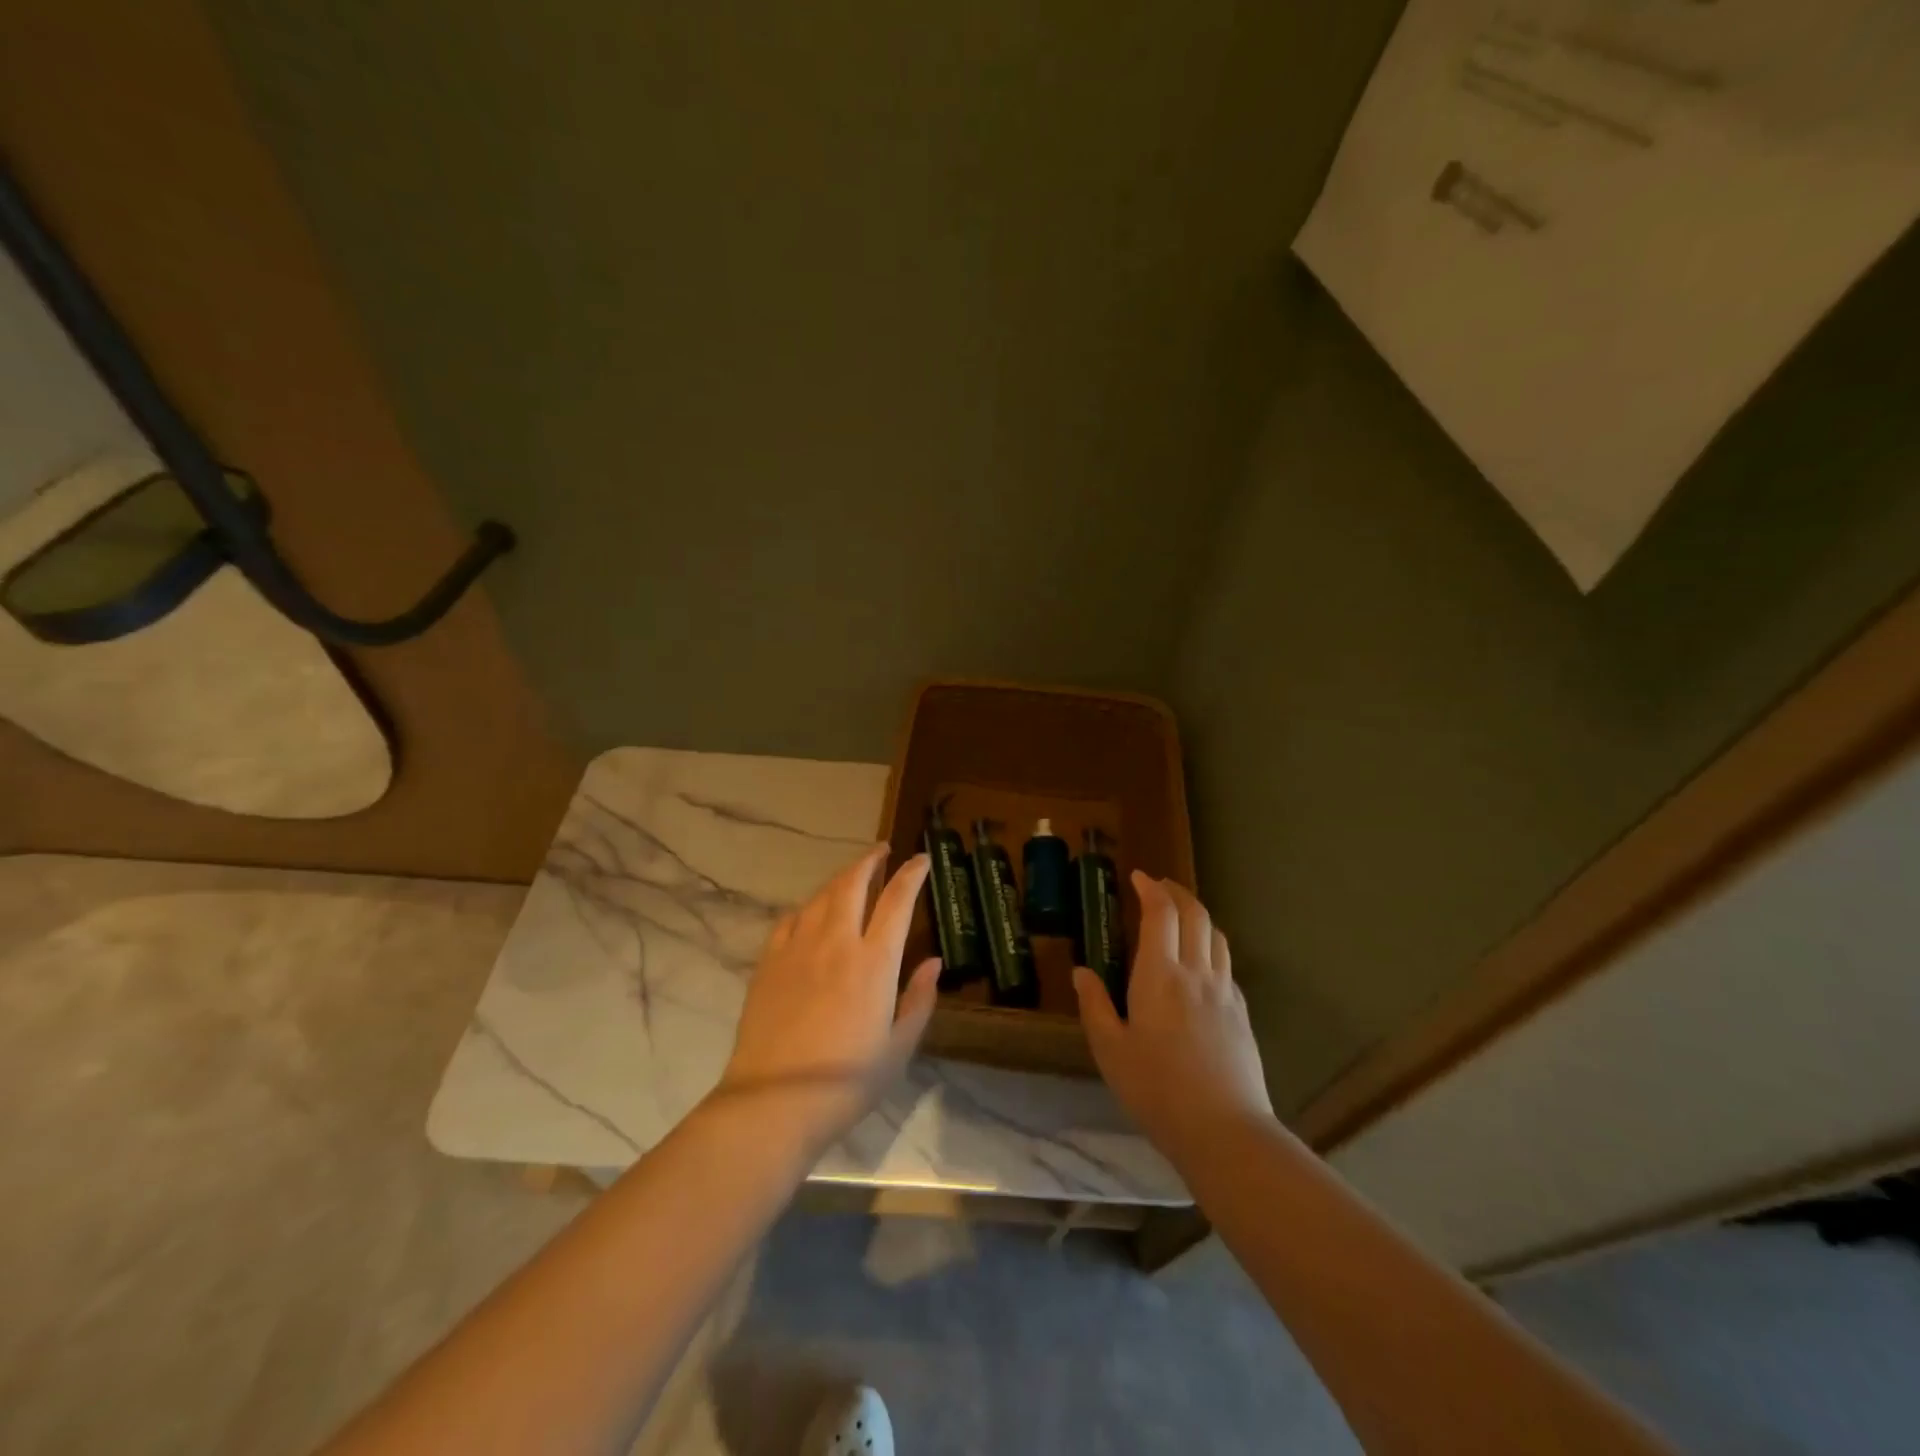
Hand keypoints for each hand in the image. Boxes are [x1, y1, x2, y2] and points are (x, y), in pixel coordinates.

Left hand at [716, 846, 940, 1145]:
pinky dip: (808, 907)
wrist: (773, 1101)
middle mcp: (836, 942)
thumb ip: (919, 999)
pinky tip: (811, 912)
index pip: (897, 900)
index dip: (911, 874)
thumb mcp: (898, 1047)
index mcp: (874, 962)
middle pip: (853, 883)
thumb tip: (933, 962)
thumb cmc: (847, 1081)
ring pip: (821, 896)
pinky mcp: (769, 962)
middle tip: (883, 851)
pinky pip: (791, 919)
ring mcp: (798, 949)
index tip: (921, 859)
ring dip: (841, 878)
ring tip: (853, 875)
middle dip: (870, 860)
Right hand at [1074, 872, 1273, 1158]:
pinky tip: (1202, 963)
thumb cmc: (1156, 1089)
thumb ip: (1095, 1006)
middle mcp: (1196, 973)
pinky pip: (1226, 965)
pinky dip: (1212, 947)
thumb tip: (1082, 972)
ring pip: (1216, 936)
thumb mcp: (1110, 1051)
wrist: (1224, 1130)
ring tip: (1182, 916)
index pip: (1161, 914)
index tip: (1138, 877)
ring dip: (1198, 915)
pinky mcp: (1241, 1013)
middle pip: (1195, 915)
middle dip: (1177, 892)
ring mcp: (1224, 992)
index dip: (1151, 889)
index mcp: (1160, 975)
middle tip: (1159, 886)